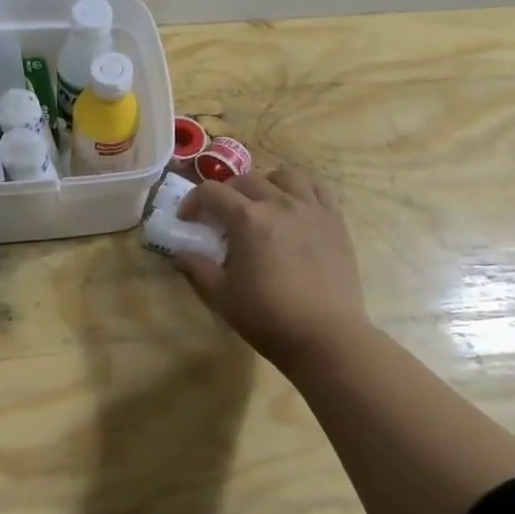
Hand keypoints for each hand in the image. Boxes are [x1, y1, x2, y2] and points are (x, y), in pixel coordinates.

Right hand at [174, 167, 373, 375]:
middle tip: (220, 216)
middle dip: (226, 193)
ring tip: (262, 205)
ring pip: (285, 176)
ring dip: (266, 184)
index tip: (187, 219)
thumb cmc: (268, 317)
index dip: (193, 201)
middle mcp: (279, 203)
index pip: (212, 192)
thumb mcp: (221, 296)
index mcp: (247, 219)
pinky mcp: (335, 221)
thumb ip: (197, 268)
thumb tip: (179, 253)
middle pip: (246, 180)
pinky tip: (295, 208)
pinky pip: (318, 188)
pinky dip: (302, 189)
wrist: (326, 337)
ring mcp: (311, 209)